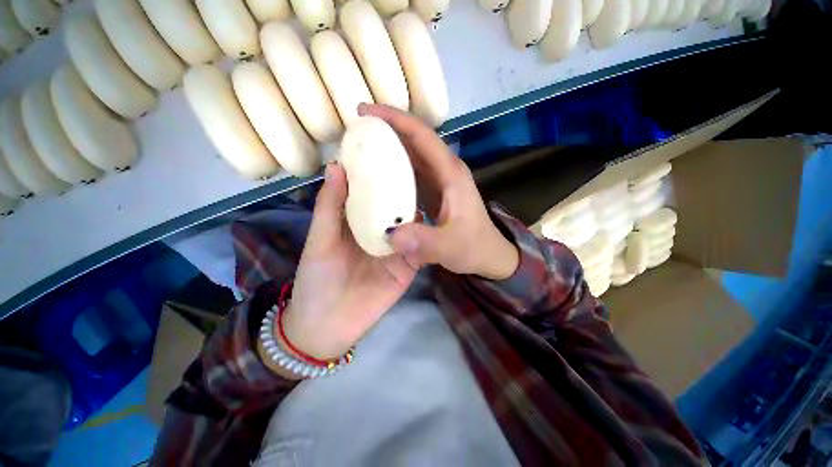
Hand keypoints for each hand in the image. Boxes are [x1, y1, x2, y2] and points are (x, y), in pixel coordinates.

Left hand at [280, 162, 416, 363]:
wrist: (330, 325)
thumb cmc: (318, 278)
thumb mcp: (320, 239)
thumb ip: (330, 205)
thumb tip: (337, 166)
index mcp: (357, 221)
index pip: (372, 191)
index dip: (379, 171)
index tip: (391, 147)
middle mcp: (380, 230)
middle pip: (396, 205)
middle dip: (406, 186)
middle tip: (421, 162)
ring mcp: (398, 247)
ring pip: (412, 223)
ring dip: (421, 207)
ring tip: (436, 182)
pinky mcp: (410, 264)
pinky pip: (421, 245)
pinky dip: (428, 233)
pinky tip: (440, 216)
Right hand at [359, 104, 519, 281]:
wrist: (489, 256)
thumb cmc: (474, 248)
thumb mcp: (451, 247)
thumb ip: (426, 242)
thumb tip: (392, 235)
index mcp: (451, 174)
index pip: (422, 136)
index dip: (396, 119)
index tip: (367, 111)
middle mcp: (445, 171)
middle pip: (415, 141)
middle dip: (387, 129)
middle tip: (357, 129)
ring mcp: (441, 181)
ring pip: (413, 156)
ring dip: (390, 148)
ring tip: (362, 149)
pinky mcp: (435, 192)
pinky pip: (412, 174)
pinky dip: (394, 170)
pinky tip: (378, 177)